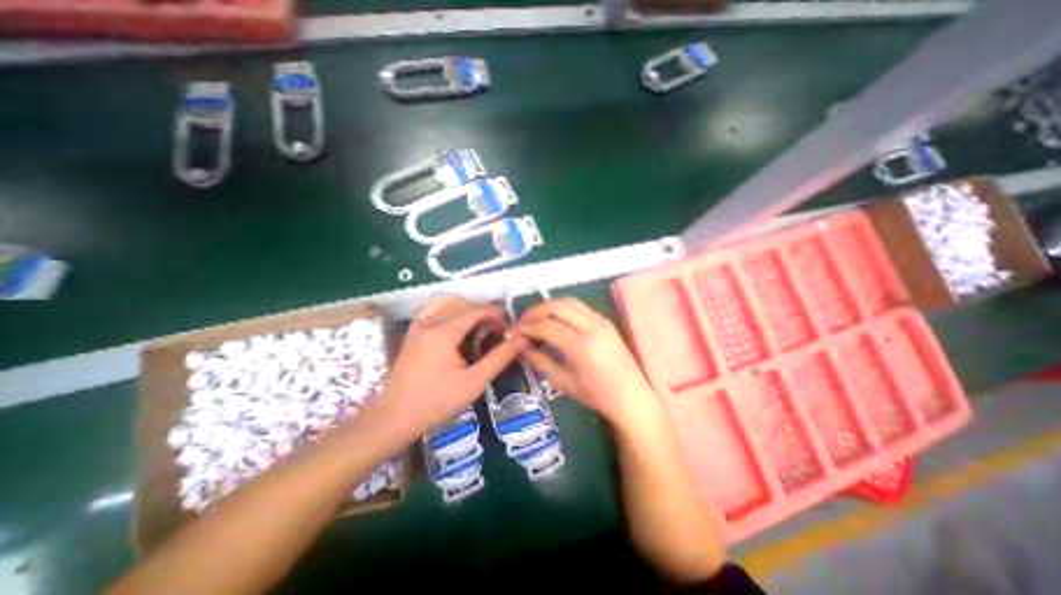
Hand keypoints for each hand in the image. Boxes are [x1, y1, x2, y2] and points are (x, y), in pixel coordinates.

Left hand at [371, 295, 524, 442]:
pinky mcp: (411, 332)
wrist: (396, 416)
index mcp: (443, 332)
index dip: (495, 313)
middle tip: (495, 328)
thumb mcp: (474, 382)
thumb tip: (521, 340)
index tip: (507, 326)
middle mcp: (429, 322)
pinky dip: (446, 308)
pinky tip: (454, 323)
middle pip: (462, 304)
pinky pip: (431, 308)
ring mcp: (417, 325)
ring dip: (465, 307)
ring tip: (478, 323)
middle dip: (482, 311)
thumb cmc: (437, 401)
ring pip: (445, 302)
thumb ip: (499, 358)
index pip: (475, 310)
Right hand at [513, 300, 656, 429]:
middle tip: (521, 323)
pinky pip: (578, 305)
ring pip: (567, 301)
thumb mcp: (562, 382)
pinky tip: (553, 320)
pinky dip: (561, 308)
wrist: (631, 396)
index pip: (545, 326)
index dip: (525, 327)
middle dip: (533, 311)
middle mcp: (591, 327)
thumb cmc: (596, 396)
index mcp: (581, 347)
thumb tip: (519, 345)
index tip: (511, 332)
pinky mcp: (604, 319)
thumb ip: (539, 360)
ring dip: (547, 306)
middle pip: (555, 306)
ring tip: (534, 319)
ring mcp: (600, 320)